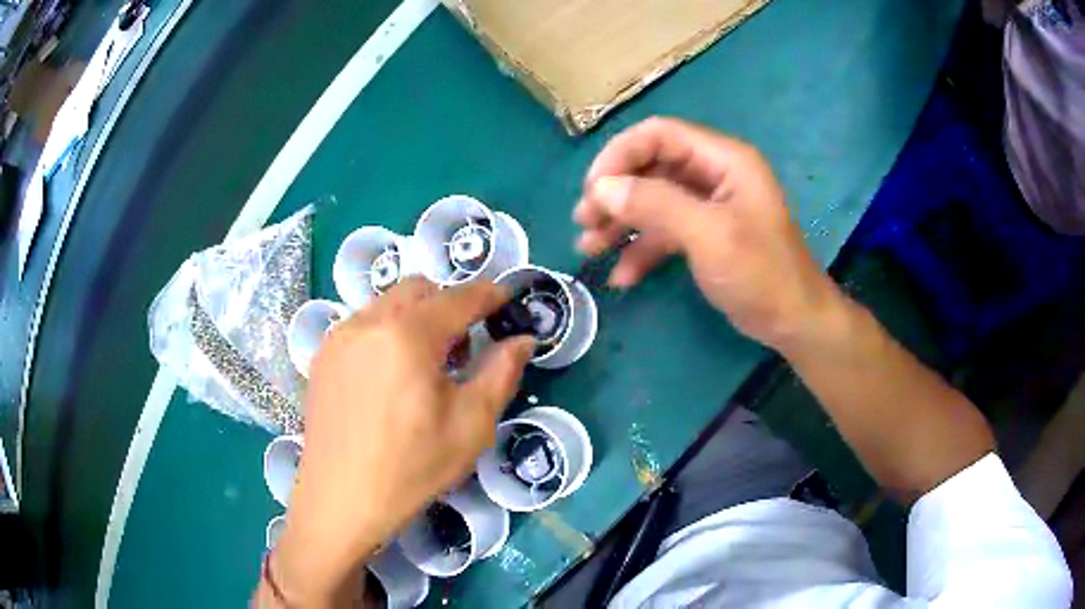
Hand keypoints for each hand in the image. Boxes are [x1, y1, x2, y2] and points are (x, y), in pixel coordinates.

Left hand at [270, 279, 534, 604]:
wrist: (341, 501)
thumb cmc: (412, 468)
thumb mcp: (471, 425)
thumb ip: (501, 373)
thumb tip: (523, 340)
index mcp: (408, 335)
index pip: (458, 297)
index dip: (488, 294)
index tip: (506, 300)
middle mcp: (368, 322)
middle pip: (419, 289)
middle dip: (449, 303)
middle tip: (464, 345)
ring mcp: (339, 337)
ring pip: (387, 303)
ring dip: (416, 316)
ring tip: (425, 364)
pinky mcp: (322, 356)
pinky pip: (363, 324)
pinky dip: (387, 331)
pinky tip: (390, 376)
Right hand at [574, 117, 844, 351]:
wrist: (794, 323)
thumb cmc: (762, 275)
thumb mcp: (709, 236)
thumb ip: (655, 205)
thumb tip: (601, 188)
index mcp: (723, 160)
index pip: (659, 135)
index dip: (620, 155)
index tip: (592, 190)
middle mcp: (713, 174)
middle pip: (651, 166)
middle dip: (614, 192)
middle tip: (584, 221)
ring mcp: (708, 205)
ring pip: (652, 200)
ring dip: (619, 221)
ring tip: (588, 248)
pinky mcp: (704, 235)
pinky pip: (664, 231)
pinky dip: (641, 250)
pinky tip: (622, 277)